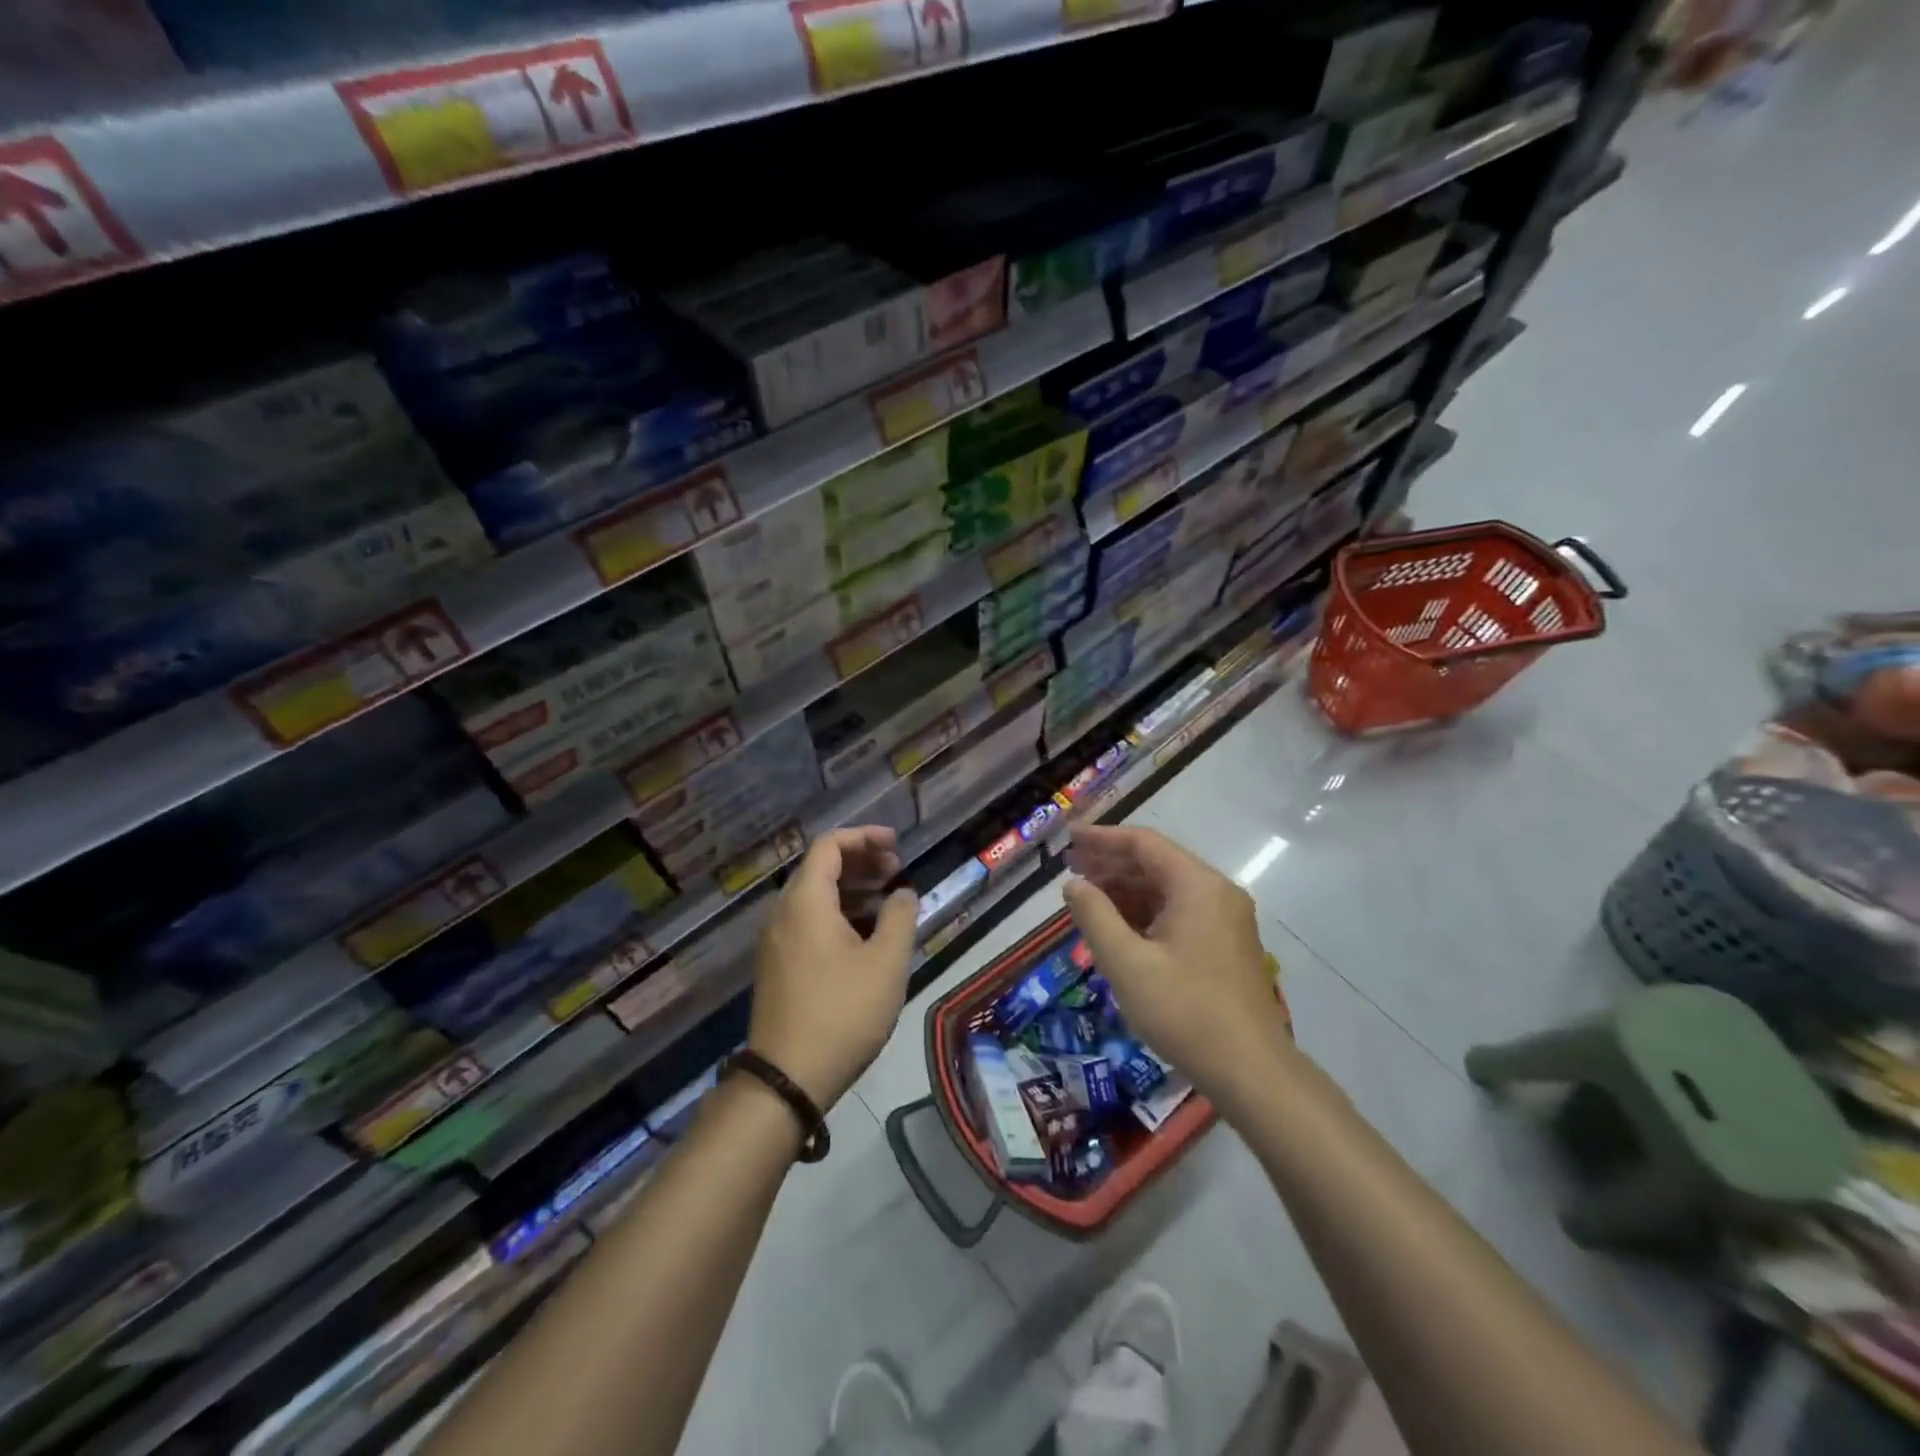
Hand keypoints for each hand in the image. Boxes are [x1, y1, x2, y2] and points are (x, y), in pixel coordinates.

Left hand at [748, 826, 917, 1110]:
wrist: (787, 1079)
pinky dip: (837, 915)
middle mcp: (783, 913)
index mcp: (806, 901)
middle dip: (861, 862)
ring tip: (888, 902)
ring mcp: (776, 942)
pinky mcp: (777, 967)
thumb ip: (900, 917)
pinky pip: (807, 923)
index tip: (897, 845)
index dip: (865, 837)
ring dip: (851, 890)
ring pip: (814, 897)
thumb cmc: (843, 1012)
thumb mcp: (886, 962)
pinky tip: (865, 936)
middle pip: (820, 868)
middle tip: (896, 871)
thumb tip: (903, 892)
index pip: (830, 845)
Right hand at [1062, 826, 1288, 1110]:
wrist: (1252, 1070)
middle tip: (1071, 868)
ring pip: (1168, 889)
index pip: (1144, 843)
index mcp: (1197, 886)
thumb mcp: (1128, 964)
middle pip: (1157, 863)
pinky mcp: (1226, 944)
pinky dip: (1146, 912)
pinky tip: (1120, 926)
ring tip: (1088, 897)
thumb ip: (1095, 916)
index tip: (1069, 840)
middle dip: (1112, 864)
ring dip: (1128, 889)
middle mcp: (1216, 892)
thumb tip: (1073, 885)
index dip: (1103, 838)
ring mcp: (1226, 919)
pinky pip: (1180, 912)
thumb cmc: (1185, 1011)